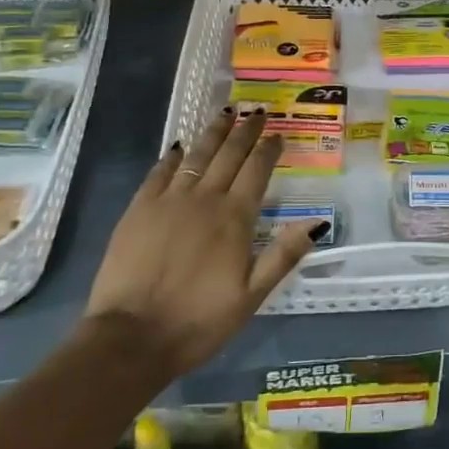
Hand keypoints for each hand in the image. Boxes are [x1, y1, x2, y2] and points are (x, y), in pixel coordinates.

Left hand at [85, 110, 325, 375]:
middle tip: (257, 111)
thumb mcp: (252, 296)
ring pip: (196, 155)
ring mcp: (168, 200)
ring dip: (213, 132)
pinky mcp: (139, 209)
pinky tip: (178, 147)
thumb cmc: (198, 321)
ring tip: (225, 112)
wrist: (131, 337)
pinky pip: (160, 172)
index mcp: (235, 218)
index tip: (278, 134)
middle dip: (246, 131)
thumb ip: (283, 255)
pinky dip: (172, 156)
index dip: (269, 150)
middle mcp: (204, 199)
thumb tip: (317, 222)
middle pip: (229, 155)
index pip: (257, 171)